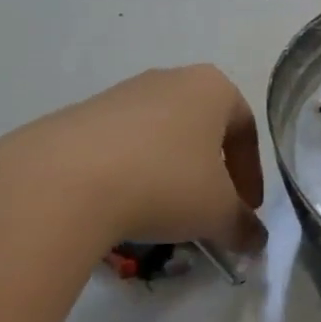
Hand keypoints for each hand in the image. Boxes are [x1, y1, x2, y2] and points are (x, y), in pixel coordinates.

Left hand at [0, 65, 265, 252]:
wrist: (65, 180)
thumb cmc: (165, 183)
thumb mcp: (217, 213)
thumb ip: (243, 226)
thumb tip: (255, 241)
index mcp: (212, 88)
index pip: (245, 129)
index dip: (251, 174)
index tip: (246, 210)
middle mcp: (169, 79)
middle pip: (202, 128)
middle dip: (210, 172)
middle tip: (209, 211)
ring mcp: (122, 94)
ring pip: (161, 136)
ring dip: (170, 174)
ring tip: (163, 215)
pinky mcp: (81, 115)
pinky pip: (122, 145)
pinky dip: (132, 174)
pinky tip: (123, 207)